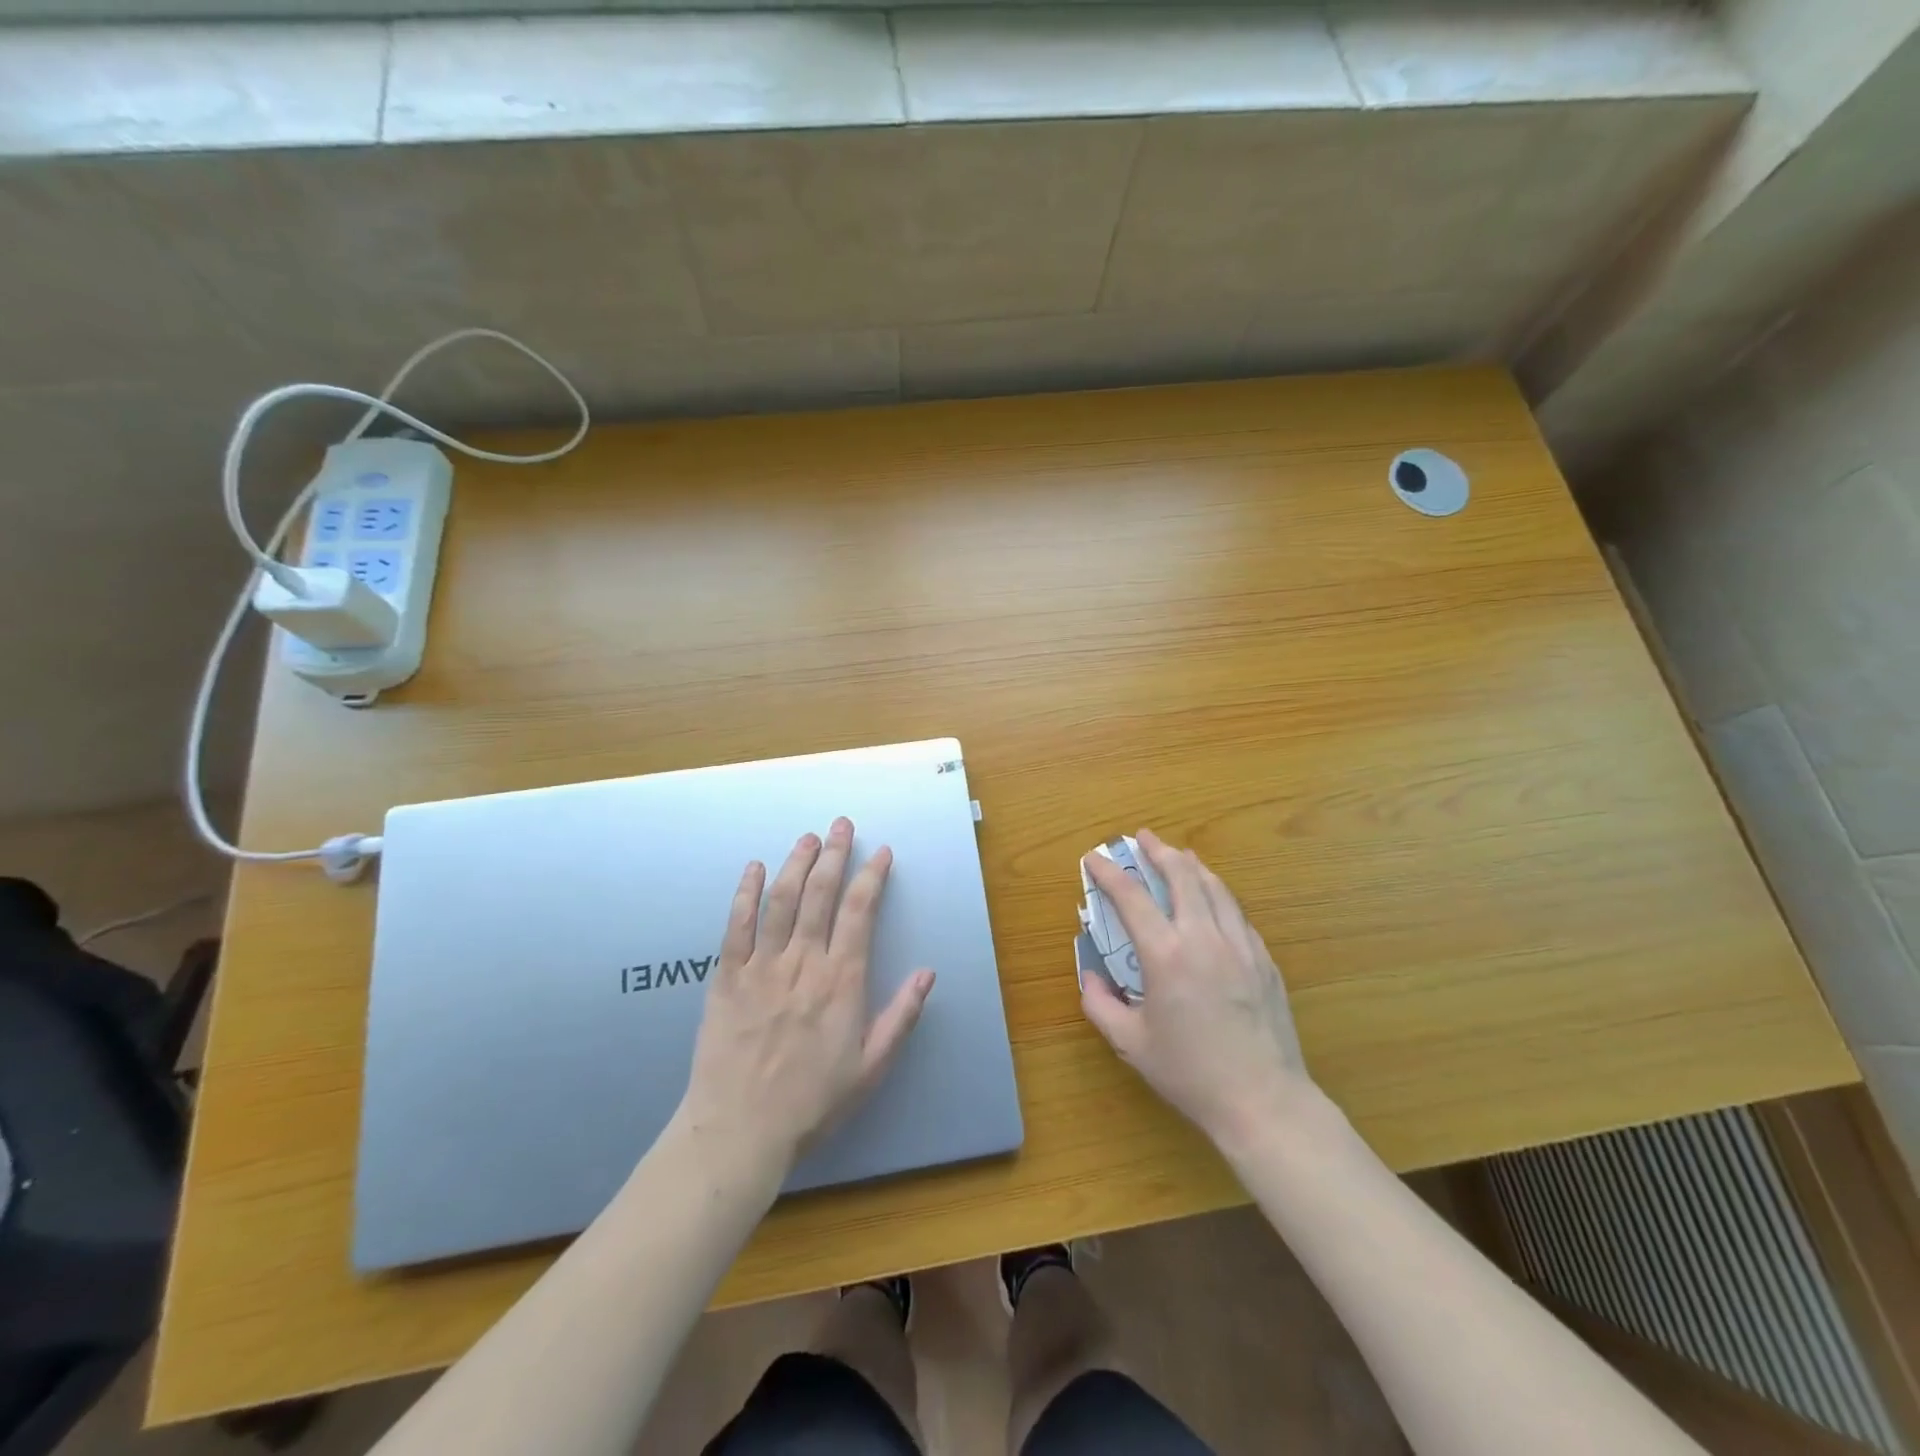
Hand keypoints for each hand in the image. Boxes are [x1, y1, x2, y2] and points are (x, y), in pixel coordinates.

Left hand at [677, 818, 934, 1182]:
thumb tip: (928, 972)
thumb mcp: (871, 1068)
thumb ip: (901, 1017)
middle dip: (834, 854)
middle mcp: (803, 963)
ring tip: (808, 837)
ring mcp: (762, 966)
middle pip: (821, 894)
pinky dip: (747, 893)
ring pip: (782, 901)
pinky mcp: (727, 976)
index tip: (881, 852)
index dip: (872, 877)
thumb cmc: (813, 1102)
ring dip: (796, 863)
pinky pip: (737, 925)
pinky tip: (755, 867)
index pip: (860, 913)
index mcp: (842, 982)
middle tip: (841, 825)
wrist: (740, 1131)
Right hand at [1080, 828, 1311, 1151]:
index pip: (1132, 897)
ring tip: (1179, 856)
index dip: (1109, 872)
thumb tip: (1091, 976)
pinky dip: (1219, 896)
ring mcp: (1240, 945)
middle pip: (1182, 876)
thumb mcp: (1130, 1044)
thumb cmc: (1190, 1073)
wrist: (1263, 1100)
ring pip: (1215, 888)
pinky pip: (1237, 914)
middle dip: (1159, 851)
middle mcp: (1204, 938)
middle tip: (1144, 838)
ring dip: (1192, 866)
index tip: (1094, 857)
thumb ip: (1100, 1005)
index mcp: (1166, 955)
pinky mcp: (1264, 959)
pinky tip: (1214, 901)